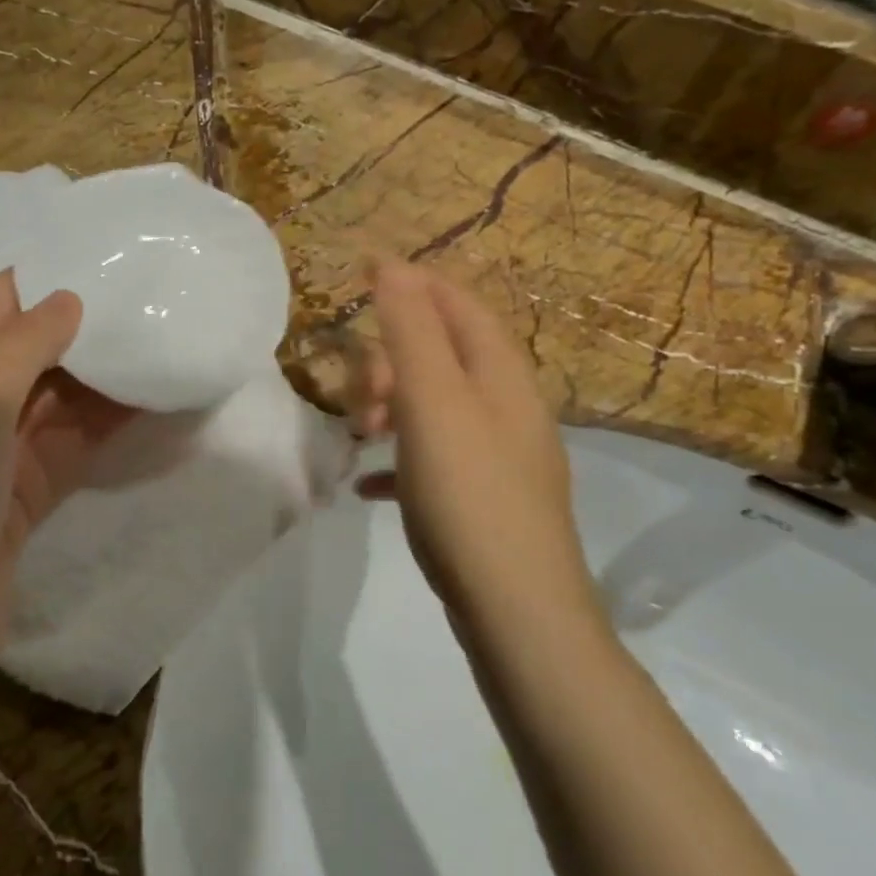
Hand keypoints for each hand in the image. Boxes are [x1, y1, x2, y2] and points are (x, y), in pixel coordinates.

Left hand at [0, 271, 135, 668]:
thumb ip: (24, 341)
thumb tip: (69, 299)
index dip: (51, 282)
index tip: (116, 266)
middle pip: (29, 346)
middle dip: (87, 331)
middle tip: (154, 307)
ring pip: (55, 395)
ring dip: (105, 378)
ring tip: (166, 348)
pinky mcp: (19, 485)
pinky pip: (69, 439)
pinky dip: (106, 423)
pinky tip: (154, 402)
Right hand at [346, 261, 598, 628]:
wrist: (516, 610)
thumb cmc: (468, 493)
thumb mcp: (433, 401)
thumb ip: (411, 330)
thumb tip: (392, 265)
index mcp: (500, 375)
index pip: (458, 305)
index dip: (414, 284)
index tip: (362, 277)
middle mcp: (508, 407)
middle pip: (443, 356)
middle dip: (392, 361)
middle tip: (359, 395)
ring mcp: (499, 456)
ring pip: (435, 407)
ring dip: (391, 410)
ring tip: (359, 436)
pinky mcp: (485, 499)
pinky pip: (433, 460)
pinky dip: (398, 461)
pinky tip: (367, 485)